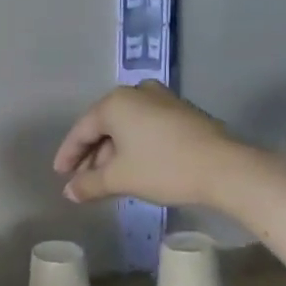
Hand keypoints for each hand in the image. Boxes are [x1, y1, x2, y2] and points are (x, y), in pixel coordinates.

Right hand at [53, 81, 243, 207]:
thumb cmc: (163, 167)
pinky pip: (145, 126)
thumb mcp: (120, 179)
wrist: (225, 168)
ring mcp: (162, 99)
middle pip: (104, 126)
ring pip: (126, 127)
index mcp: (115, 103)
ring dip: (113, 152)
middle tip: (83, 180)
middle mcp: (136, 92)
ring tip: (108, 178)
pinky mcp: (182, 112)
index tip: (60, 175)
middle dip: (92, 155)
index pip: (81, 130)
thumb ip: (88, 184)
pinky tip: (133, 166)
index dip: (68, 155)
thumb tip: (69, 192)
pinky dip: (134, 146)